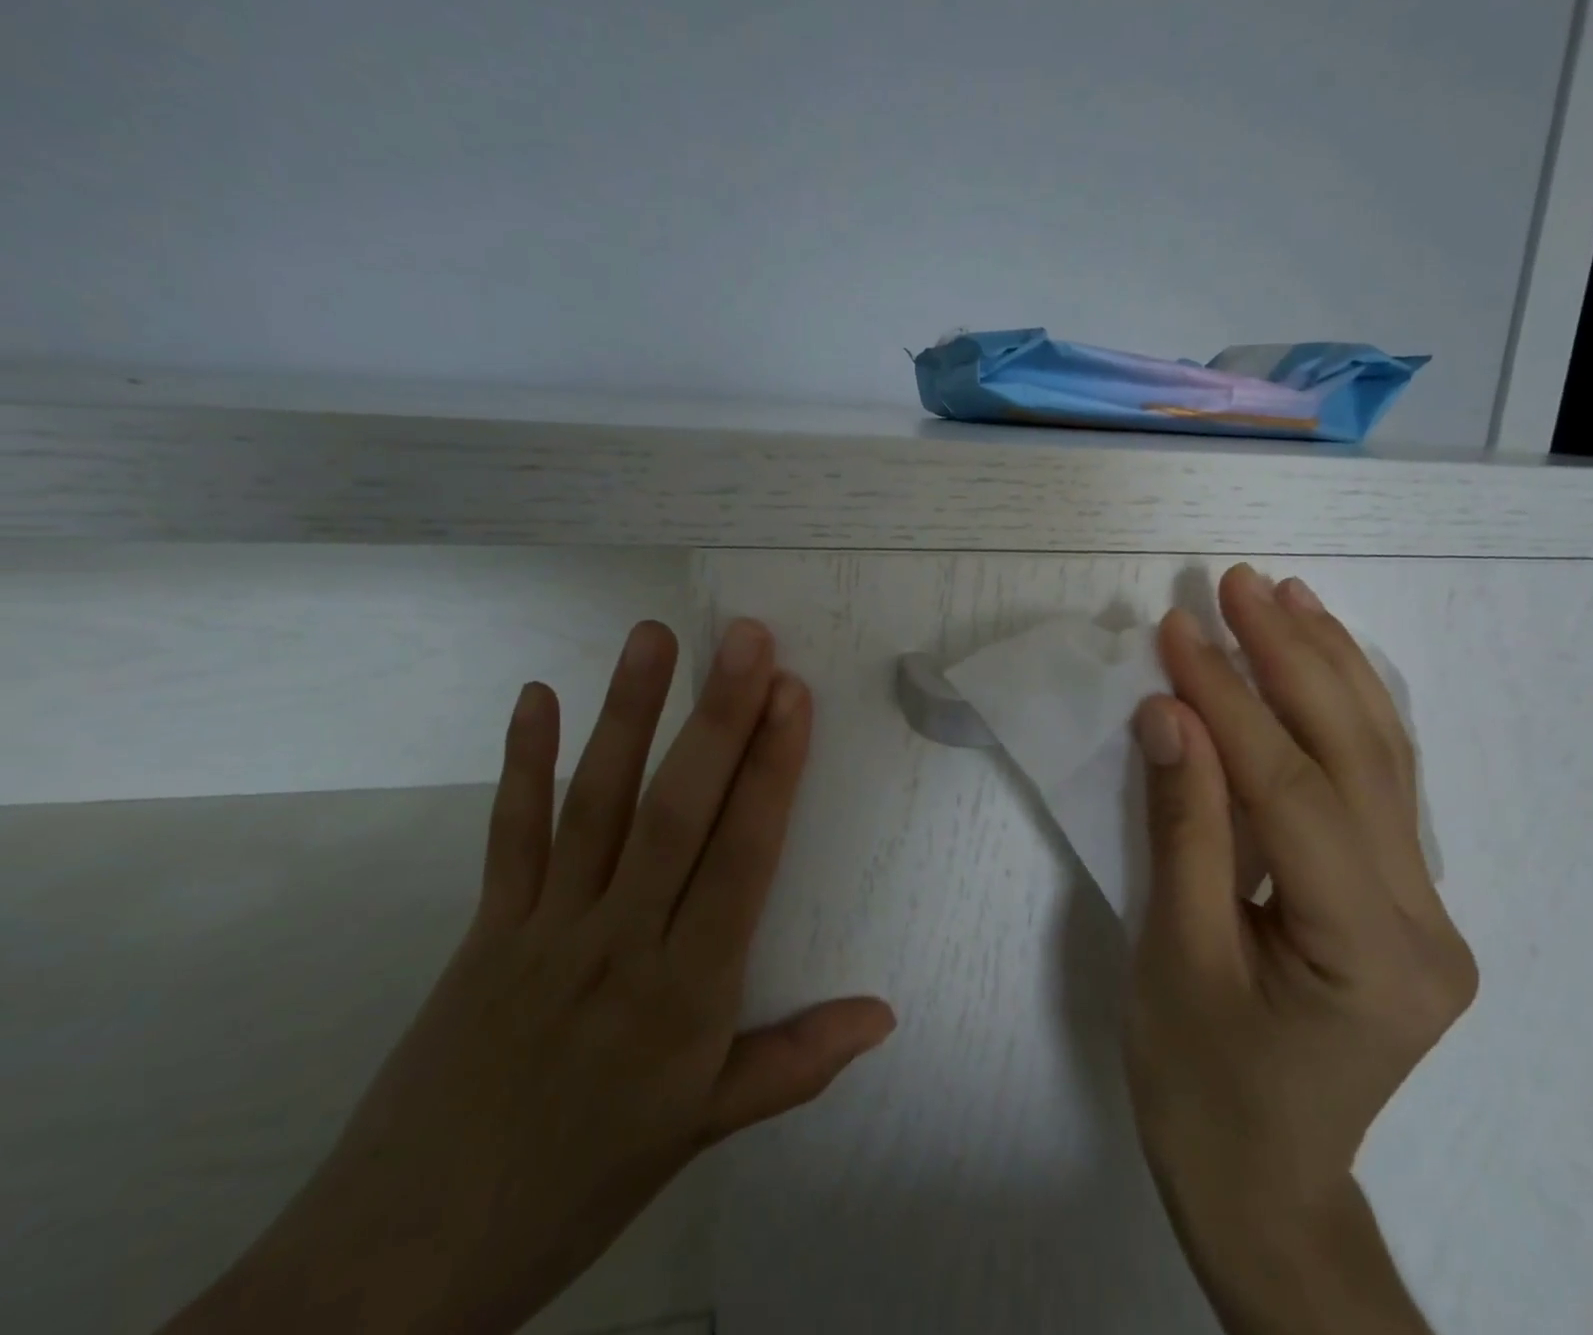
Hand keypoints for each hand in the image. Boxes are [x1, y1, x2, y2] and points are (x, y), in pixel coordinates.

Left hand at [165, 620, 894, 1334]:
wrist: (401, 1262)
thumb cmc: (580, 1181)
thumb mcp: (703, 1131)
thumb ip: (796, 1062)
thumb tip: (885, 1013)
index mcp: (683, 994)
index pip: (741, 859)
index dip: (771, 771)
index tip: (793, 694)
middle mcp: (617, 942)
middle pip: (675, 813)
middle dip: (718, 718)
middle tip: (748, 638)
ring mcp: (544, 927)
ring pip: (596, 803)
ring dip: (628, 713)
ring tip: (655, 636)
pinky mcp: (486, 927)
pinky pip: (509, 834)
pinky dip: (522, 762)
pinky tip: (535, 696)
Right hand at [1125, 566, 1476, 1334]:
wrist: (1262, 1183)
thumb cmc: (1200, 1084)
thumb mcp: (1173, 957)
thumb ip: (1182, 827)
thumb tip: (1169, 714)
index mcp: (1368, 954)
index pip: (1292, 791)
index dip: (1230, 701)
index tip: (1178, 630)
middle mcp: (1425, 922)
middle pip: (1357, 757)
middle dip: (1294, 656)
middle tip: (1239, 582)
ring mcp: (1428, 909)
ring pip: (1382, 760)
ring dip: (1330, 667)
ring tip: (1288, 597)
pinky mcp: (1405, 900)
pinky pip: (1376, 787)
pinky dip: (1342, 713)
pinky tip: (1321, 663)